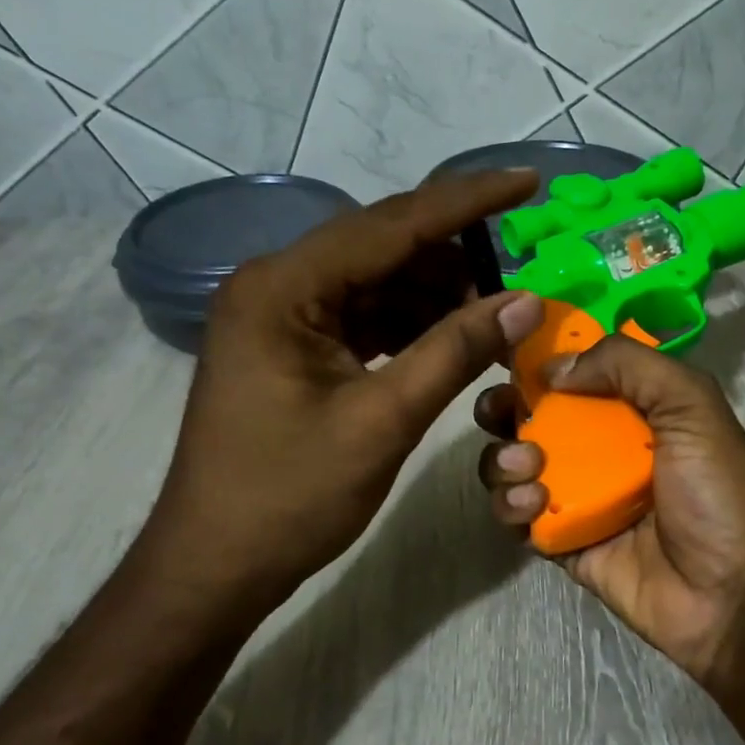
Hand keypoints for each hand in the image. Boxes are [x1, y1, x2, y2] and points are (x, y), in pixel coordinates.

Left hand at [136, 171, 545, 615]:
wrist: (216, 564)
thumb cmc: (289, 496)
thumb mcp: (382, 421)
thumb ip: (455, 351)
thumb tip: (525, 300)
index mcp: (283, 287)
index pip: (391, 224)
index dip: (467, 201)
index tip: (527, 180)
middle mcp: (277, 284)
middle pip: (383, 246)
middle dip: (455, 256)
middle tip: (520, 272)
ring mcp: (283, 315)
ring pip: (378, 280)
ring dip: (438, 293)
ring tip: (496, 314)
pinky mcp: (294, 345)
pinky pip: (365, 314)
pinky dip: (412, 322)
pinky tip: (453, 338)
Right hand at [474, 336, 744, 683]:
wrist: (732, 596)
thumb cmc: (718, 492)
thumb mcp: (692, 406)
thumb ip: (629, 365)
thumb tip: (554, 367)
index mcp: (635, 410)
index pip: (576, 372)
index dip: (539, 360)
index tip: (509, 355)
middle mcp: (602, 448)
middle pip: (533, 417)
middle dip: (505, 408)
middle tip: (500, 410)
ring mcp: (579, 497)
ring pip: (515, 466)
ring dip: (504, 459)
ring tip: (528, 467)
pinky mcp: (562, 543)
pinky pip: (518, 518)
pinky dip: (510, 506)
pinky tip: (531, 506)